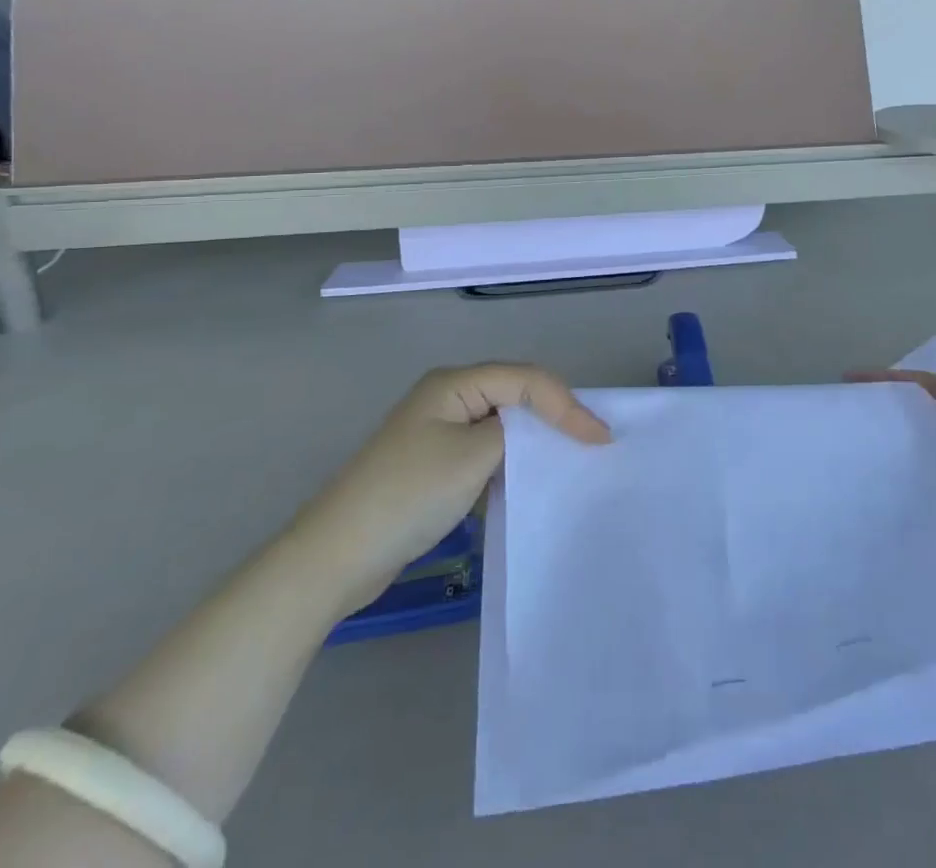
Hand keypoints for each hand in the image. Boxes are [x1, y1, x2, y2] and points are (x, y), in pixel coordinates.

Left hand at [300, 363, 609, 611]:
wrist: (335, 556)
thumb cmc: (409, 495)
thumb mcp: (474, 456)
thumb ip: (516, 432)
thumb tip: (534, 433)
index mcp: (454, 383)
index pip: (526, 379)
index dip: (567, 404)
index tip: (600, 439)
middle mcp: (447, 396)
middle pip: (515, 394)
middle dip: (554, 415)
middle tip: (593, 442)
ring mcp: (437, 430)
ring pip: (501, 424)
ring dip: (533, 440)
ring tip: (570, 458)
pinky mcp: (432, 463)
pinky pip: (484, 450)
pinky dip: (509, 461)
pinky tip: (526, 481)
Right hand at [850, 314, 935, 590]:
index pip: (929, 385)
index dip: (891, 380)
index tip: (847, 383)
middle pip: (927, 417)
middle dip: (888, 414)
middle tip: (841, 427)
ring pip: (934, 453)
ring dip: (901, 451)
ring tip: (855, 466)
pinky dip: (922, 487)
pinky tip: (895, 502)